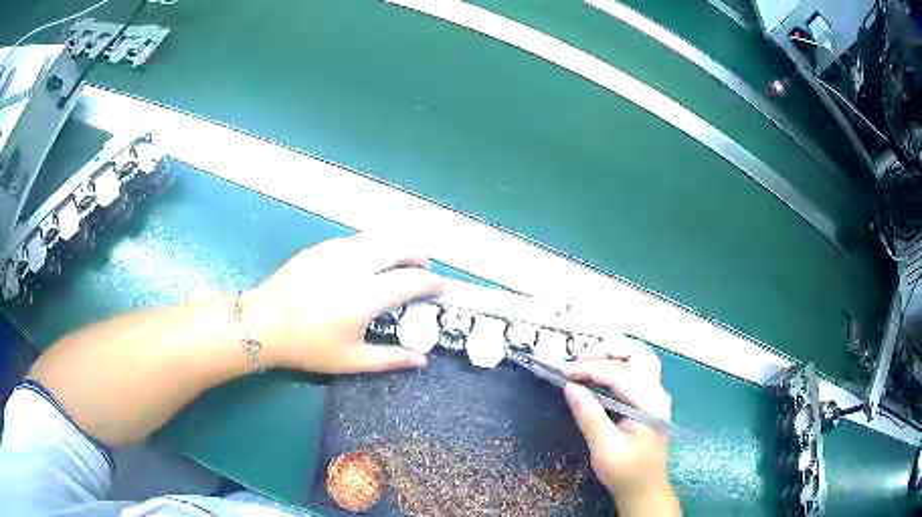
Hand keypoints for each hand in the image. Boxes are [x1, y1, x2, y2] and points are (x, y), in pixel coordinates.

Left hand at [240, 233, 444, 372]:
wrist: (261, 323)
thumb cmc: (307, 346)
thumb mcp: (350, 360)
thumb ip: (390, 358)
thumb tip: (421, 360)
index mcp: (365, 296)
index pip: (411, 280)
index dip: (432, 282)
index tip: (441, 288)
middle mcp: (354, 265)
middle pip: (399, 245)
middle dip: (418, 255)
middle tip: (424, 269)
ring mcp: (335, 251)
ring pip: (377, 237)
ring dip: (396, 246)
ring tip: (399, 263)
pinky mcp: (319, 248)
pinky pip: (356, 240)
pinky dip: (372, 247)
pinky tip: (366, 263)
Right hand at [564, 339, 680, 516]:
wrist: (645, 489)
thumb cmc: (626, 472)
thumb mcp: (604, 448)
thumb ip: (589, 416)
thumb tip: (570, 387)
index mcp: (649, 403)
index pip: (619, 374)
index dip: (590, 369)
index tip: (564, 372)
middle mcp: (658, 393)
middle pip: (638, 354)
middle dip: (607, 350)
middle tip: (579, 359)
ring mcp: (657, 395)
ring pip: (640, 359)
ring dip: (614, 354)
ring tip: (587, 360)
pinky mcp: (651, 401)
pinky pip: (638, 371)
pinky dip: (618, 365)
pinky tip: (601, 373)